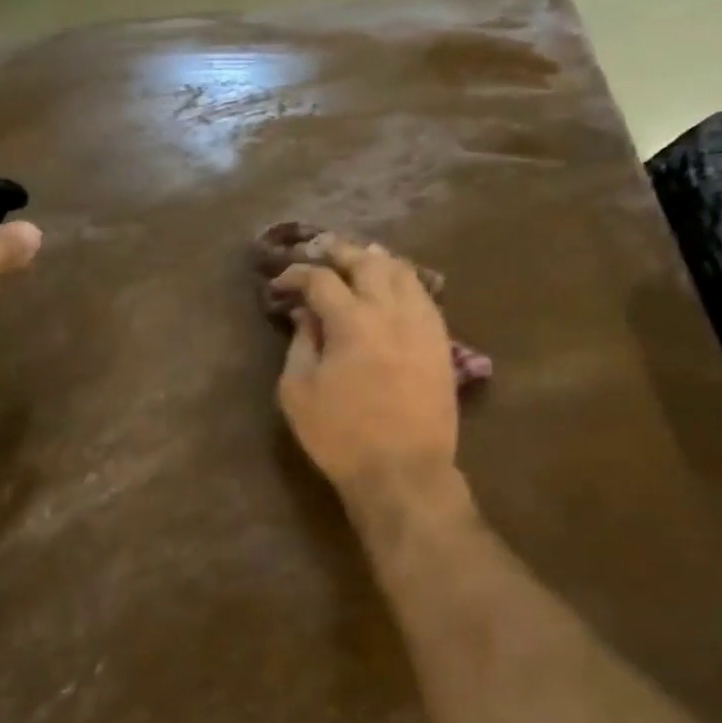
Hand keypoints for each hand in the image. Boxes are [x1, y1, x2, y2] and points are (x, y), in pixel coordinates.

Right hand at [274, 237, 458, 502]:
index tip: (281, 284)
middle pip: (367, 261)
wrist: (403, 471)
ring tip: (359, 261)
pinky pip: (424, 296)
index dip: (296, 274)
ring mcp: (422, 324)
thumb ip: (301, 343)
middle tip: (320, 253)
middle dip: (339, 251)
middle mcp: (390, 310)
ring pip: (402, 271)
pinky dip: (403, 282)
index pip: (320, 278)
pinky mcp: (440, 341)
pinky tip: (393, 289)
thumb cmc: (341, 436)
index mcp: (351, 321)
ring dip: (376, 260)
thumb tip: (307, 314)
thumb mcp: (298, 392)